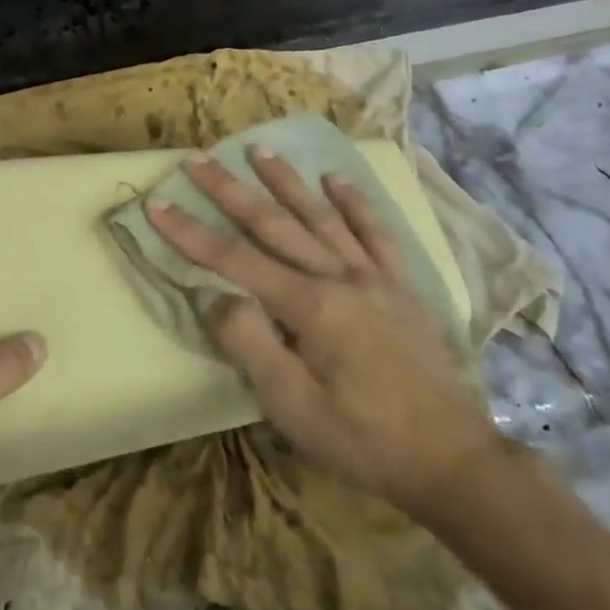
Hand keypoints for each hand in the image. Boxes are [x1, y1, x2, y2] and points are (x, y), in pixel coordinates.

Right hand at [146, 148, 498, 522]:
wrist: (452, 460)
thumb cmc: (363, 439)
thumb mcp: (293, 408)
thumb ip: (250, 345)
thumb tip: (213, 297)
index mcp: (309, 306)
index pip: (234, 259)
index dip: (190, 232)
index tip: (157, 204)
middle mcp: (339, 276)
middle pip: (274, 223)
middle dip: (229, 190)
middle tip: (197, 160)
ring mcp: (374, 276)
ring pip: (321, 216)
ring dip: (286, 181)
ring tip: (258, 150)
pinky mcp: (401, 286)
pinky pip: (376, 233)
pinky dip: (355, 203)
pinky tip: (336, 180)